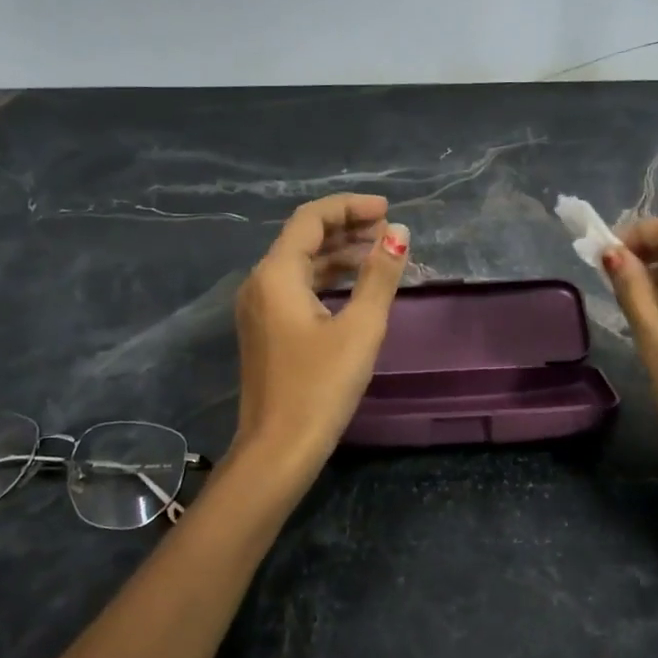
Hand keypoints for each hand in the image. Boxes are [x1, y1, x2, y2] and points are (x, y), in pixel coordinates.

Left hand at [231, 193, 410, 480]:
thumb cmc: (321, 387)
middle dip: (346, 228)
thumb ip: (380, 276)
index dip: (350, 207)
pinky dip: (327, 278)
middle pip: (303, 238)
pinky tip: (355, 286)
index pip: (311, 219)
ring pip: (300, 264)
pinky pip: (296, 288)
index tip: (388, 210)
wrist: (278, 450)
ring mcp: (259, 308)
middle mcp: (260, 283)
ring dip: (339, 254)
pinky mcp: (266, 330)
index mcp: (276, 275)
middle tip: (389, 231)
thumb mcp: (360, 328)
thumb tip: (399, 233)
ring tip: (380, 254)